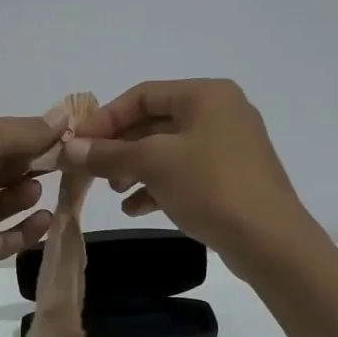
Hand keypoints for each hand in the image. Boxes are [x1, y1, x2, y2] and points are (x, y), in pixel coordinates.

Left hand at [0, 115, 57, 282]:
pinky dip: (24, 230)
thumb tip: (63, 116)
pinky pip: (1, 239)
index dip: (21, 135)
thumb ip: (22, 130)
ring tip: (39, 190)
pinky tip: (45, 219)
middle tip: (59, 161)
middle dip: (25, 164)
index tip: (56, 135)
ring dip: (22, 195)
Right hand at [60, 79, 315, 271]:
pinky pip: (183, 174)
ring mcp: (228, 147)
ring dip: (134, 168)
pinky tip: (135, 208)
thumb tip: (67, 150)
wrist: (270, 241)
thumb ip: (108, 153)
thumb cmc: (211, 187)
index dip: (105, 118)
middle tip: (90, 170)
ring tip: (113, 191)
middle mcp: (220, 113)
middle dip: (119, 147)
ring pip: (167, 150)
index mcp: (206, 95)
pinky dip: (156, 186)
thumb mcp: (153, 164)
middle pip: (154, 123)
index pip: (142, 95)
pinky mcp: (230, 179)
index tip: (77, 144)